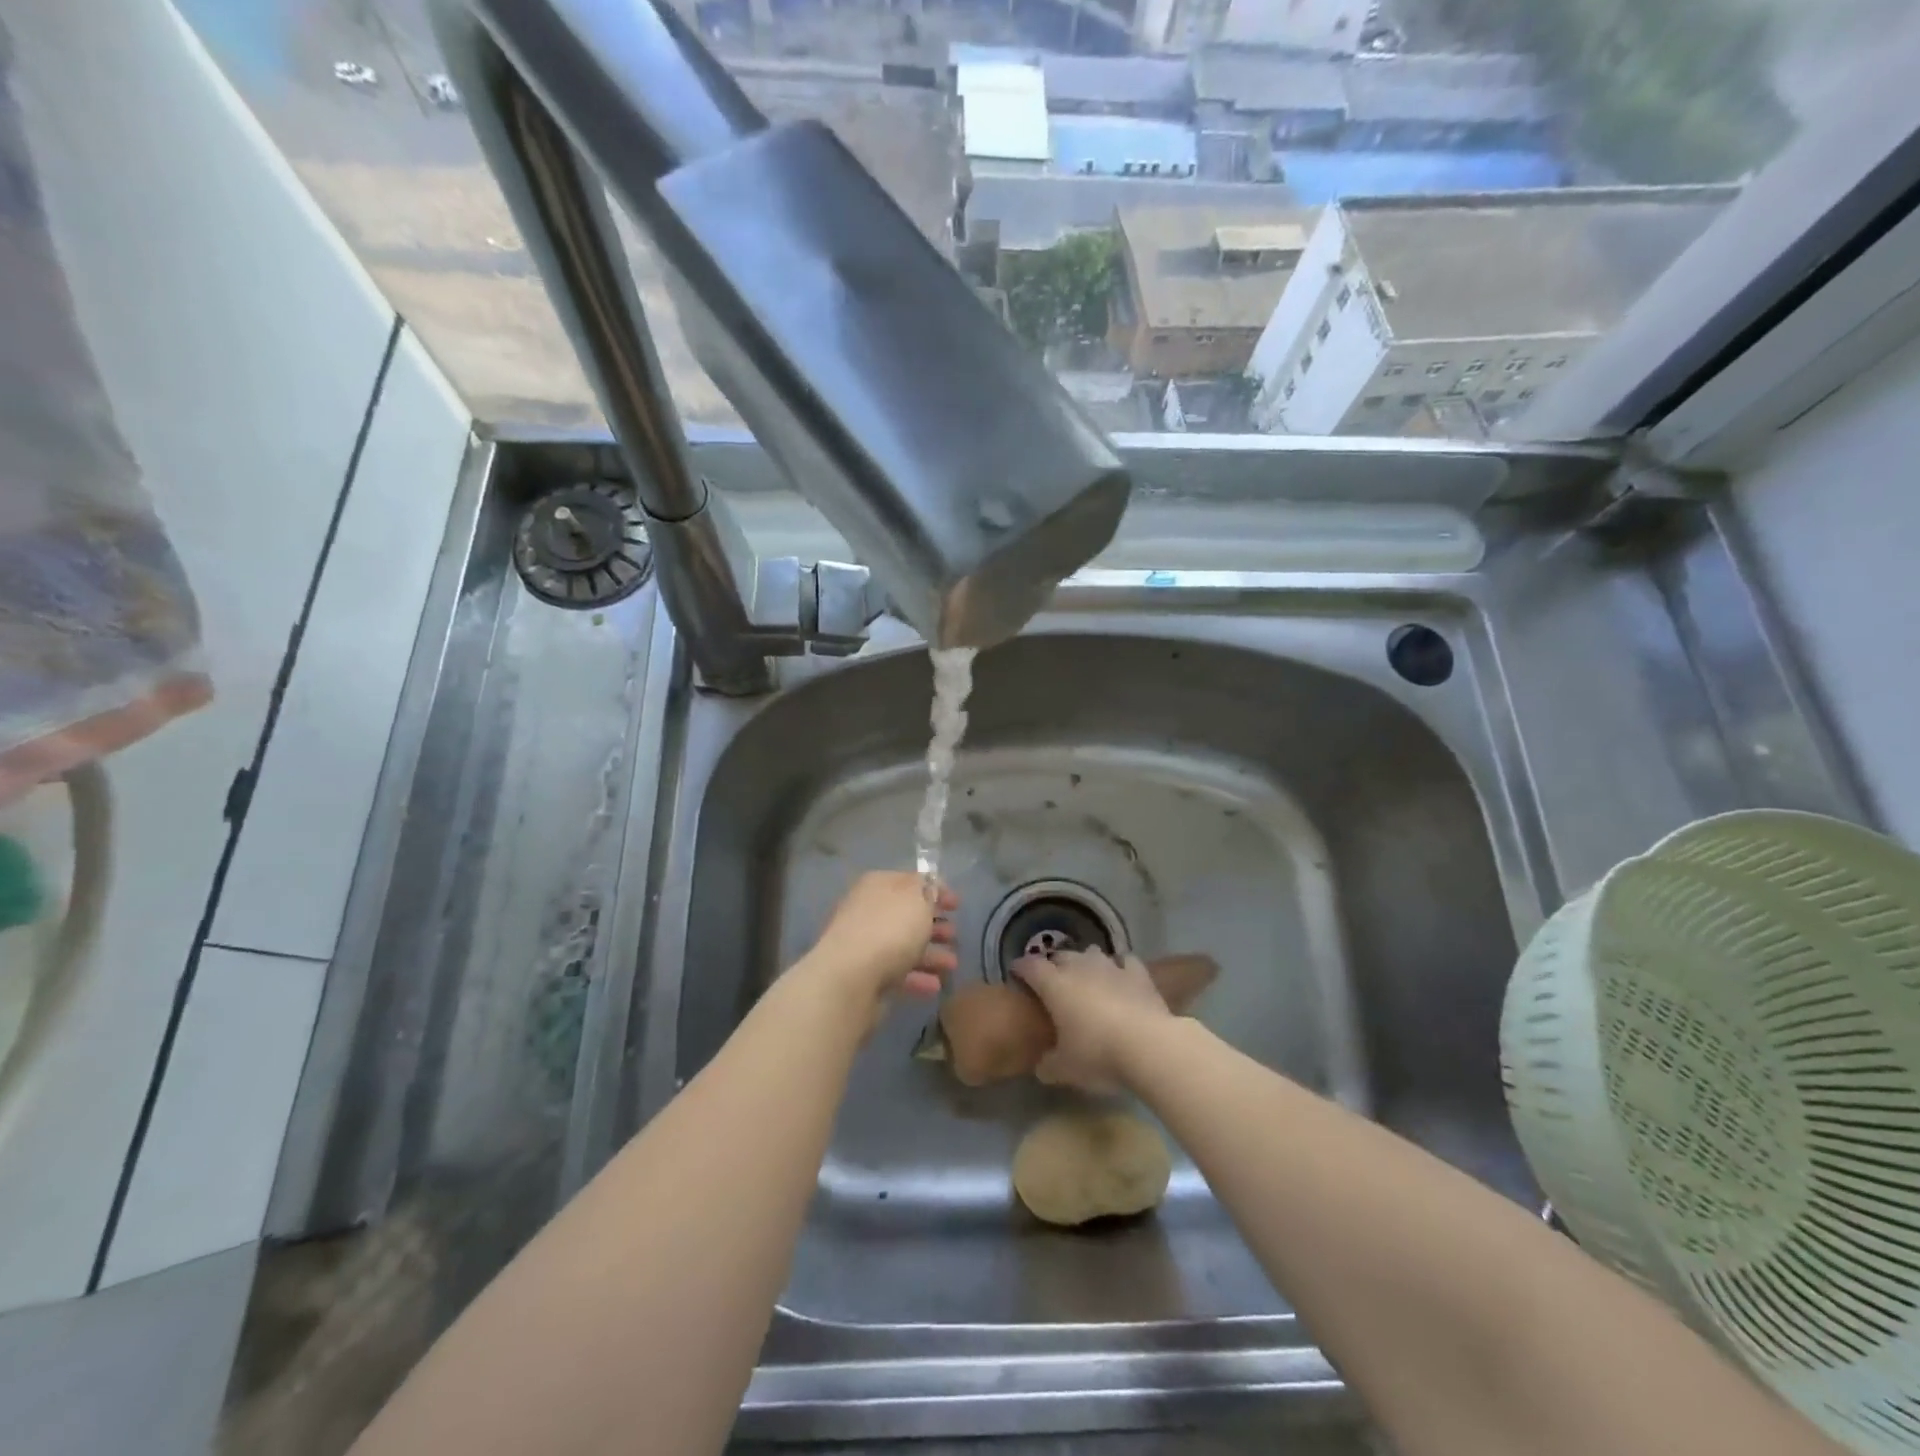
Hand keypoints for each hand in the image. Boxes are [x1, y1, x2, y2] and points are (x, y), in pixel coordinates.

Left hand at [799, 872, 958, 1016]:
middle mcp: (868, 910)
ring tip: (952, 965)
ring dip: (930, 953)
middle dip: (934, 925)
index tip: (958, 905)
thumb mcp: (918, 899)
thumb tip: (930, 886)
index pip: (911, 881)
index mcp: (878, 885)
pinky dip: (917, 976)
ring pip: (904, 944)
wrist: (850, 977)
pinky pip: (896, 971)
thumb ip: (928, 890)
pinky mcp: (865, 974)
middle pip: (907, 915)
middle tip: (954, 936)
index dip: (937, 890)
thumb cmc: (889, 929)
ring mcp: (864, 943)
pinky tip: (935, 985)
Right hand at [1012, 948, 1170, 1092]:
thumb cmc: (1098, 1054)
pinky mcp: (1138, 973)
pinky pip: (1125, 961)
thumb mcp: (1065, 1070)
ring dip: (1086, 963)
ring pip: (1091, 953)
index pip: (1030, 966)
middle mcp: (1079, 967)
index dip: (1020, 968)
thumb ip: (1048, 1065)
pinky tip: (1121, 977)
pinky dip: (1120, 967)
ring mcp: (1111, 966)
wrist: (1148, 1045)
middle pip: (1060, 956)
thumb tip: (1042, 1066)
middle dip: (1054, 965)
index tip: (1016, 973)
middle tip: (1053, 982)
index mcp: (1054, 985)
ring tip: (1087, 977)